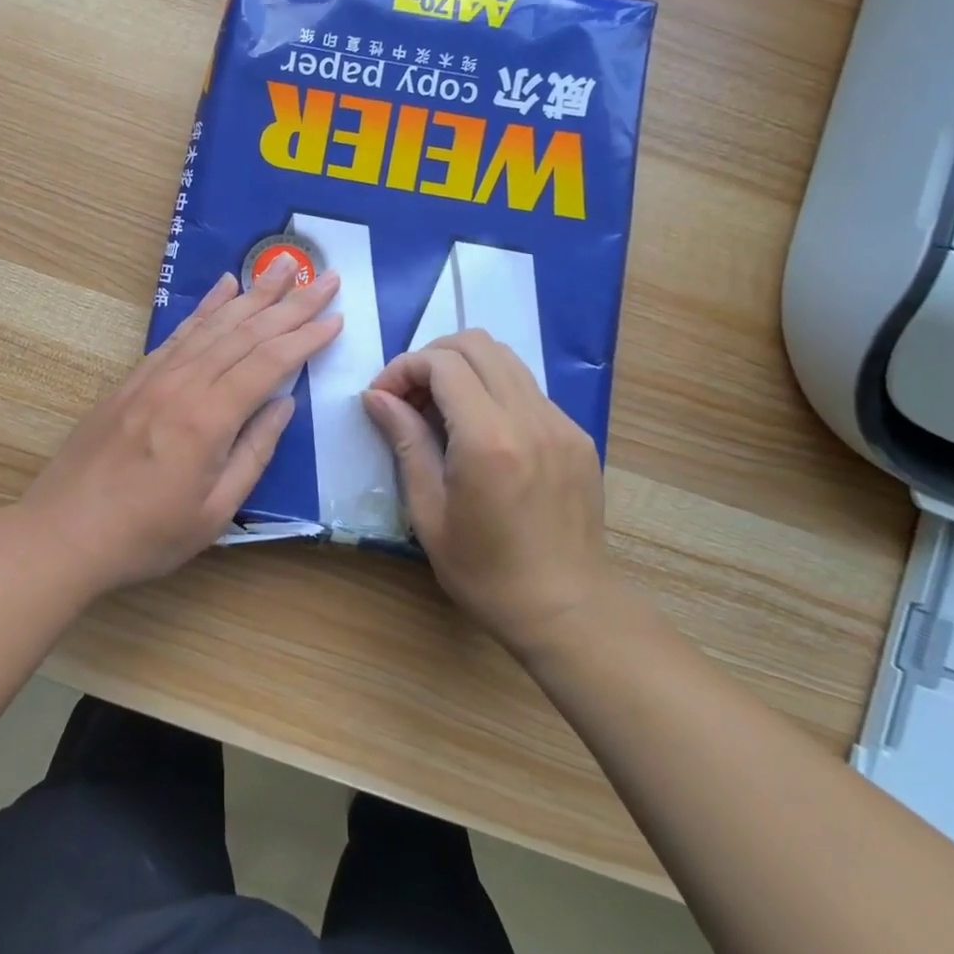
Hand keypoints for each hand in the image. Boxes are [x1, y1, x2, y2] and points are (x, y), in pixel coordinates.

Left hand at [19, 258, 342, 594]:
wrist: (64, 532)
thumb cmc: (147, 534)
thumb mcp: (215, 510)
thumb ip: (254, 452)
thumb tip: (284, 404)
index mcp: (208, 419)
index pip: (269, 363)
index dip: (306, 338)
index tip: (336, 317)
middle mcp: (183, 384)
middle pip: (246, 332)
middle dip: (291, 303)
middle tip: (327, 277)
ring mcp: (155, 376)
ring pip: (214, 324)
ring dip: (253, 293)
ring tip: (284, 266)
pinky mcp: (135, 378)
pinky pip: (179, 333)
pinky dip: (206, 307)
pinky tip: (224, 288)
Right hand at [362, 330, 611, 657]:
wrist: (567, 609)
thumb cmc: (485, 571)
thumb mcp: (428, 511)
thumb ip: (405, 442)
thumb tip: (376, 396)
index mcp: (489, 439)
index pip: (442, 363)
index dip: (403, 368)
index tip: (382, 397)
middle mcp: (530, 417)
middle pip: (477, 344)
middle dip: (432, 357)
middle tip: (409, 396)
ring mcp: (561, 423)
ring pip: (506, 359)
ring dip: (464, 369)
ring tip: (440, 409)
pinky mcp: (577, 435)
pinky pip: (527, 389)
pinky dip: (493, 391)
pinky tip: (480, 432)